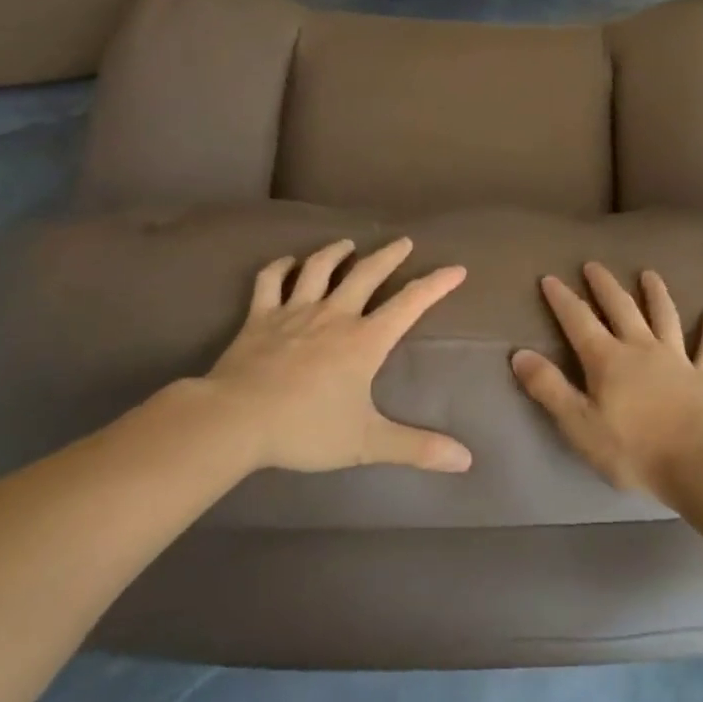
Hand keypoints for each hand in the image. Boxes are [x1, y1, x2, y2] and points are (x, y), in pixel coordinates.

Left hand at [187, 237, 473, 475]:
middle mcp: (334, 316)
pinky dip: (280, 267)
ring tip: (348, 244)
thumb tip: (466, 460)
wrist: (236, 419)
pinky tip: (287, 262)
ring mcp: (294, 312)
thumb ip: (416, 448)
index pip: (409, 304)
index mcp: (364, 341)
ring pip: (319, 269)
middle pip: (366, 274)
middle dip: (388, 256)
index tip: (456, 268)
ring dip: (335, 253)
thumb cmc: (305, 428)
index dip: (435, 285)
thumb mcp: (366, 442)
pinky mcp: (259, 317)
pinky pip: (270, 281)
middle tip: (403, 242)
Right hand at [511, 263, 702, 501]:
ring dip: (656, 294)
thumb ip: (549, 388)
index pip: (578, 321)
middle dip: (604, 285)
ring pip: (665, 317)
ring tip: (649, 274)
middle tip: (593, 265)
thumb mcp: (579, 424)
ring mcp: (676, 359)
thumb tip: (520, 354)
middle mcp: (641, 348)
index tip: (550, 278)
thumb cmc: (633, 449)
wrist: (697, 464)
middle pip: (621, 308)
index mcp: (607, 360)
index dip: (562, 299)